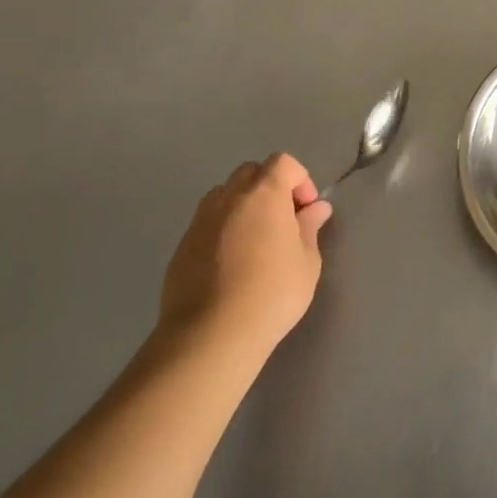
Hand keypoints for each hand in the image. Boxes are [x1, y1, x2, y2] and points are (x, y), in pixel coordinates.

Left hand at [158, 153, 331, 367]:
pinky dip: (222, 229)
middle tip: (283, 222)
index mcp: (264, 193)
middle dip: (270, 188)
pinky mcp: (181, 247)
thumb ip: (310, 227)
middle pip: (250, 172)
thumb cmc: (272, 293)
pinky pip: (207, 223)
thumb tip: (316, 208)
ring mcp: (200, 221)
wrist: (211, 335)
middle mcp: (229, 198)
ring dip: (243, 205)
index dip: (300, 180)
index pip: (283, 162)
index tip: (306, 211)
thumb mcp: (307, 261)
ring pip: (224, 195)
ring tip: (255, 240)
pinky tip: (231, 264)